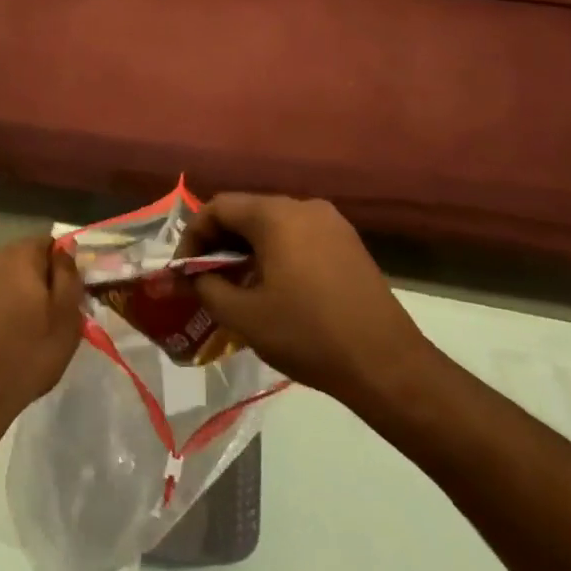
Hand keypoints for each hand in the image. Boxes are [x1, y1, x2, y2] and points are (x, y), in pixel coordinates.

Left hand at [0, 237, 82, 451]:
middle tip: (44, 314)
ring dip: (10, 292)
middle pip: (21, 258)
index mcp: (19, 256)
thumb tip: (66, 250)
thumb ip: (68, 277)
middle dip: (34, 279)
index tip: (65, 293)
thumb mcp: (65, 321)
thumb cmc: (24, 356)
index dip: (60, 266)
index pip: (48, 243)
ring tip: (17, 327)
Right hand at [183, 194, 440, 406]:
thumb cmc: (308, 334)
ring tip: (236, 285)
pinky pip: (298, 235)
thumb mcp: (244, 317)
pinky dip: (276, 252)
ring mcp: (331, 223)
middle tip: (205, 278)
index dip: (194, 234)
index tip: (185, 269)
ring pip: (274, 224)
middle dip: (220, 241)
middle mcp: (304, 206)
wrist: (385, 364)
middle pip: (247, 211)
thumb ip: (207, 288)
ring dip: (248, 248)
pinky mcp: (348, 243)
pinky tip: (273, 286)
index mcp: (277, 215)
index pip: (219, 206)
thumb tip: (191, 276)